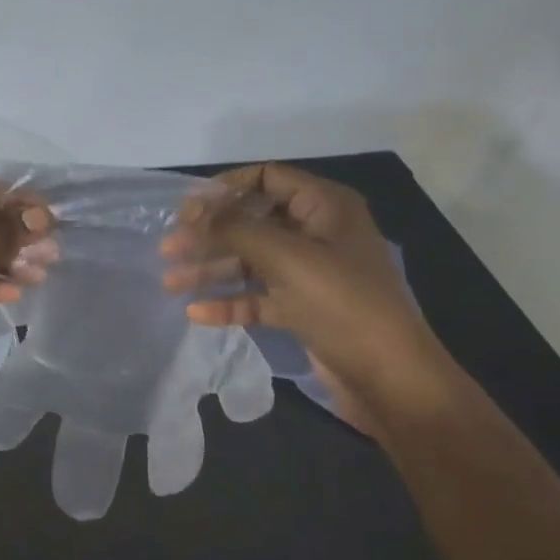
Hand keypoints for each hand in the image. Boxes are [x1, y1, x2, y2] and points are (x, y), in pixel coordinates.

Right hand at [162, 163, 454, 431]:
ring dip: (211, 269)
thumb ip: (235, 229)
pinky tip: (196, 312)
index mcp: (325, 207)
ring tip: (169, 281)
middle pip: (252, 222)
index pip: (267, 178)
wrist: (391, 380)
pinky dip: (229, 301)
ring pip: (251, 262)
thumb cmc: (342, 304)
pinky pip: (258, 297)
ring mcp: (310, 274)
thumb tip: (193, 211)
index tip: (186, 209)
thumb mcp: (286, 257)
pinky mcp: (303, 309)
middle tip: (168, 247)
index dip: (224, 189)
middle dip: (209, 234)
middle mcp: (317, 234)